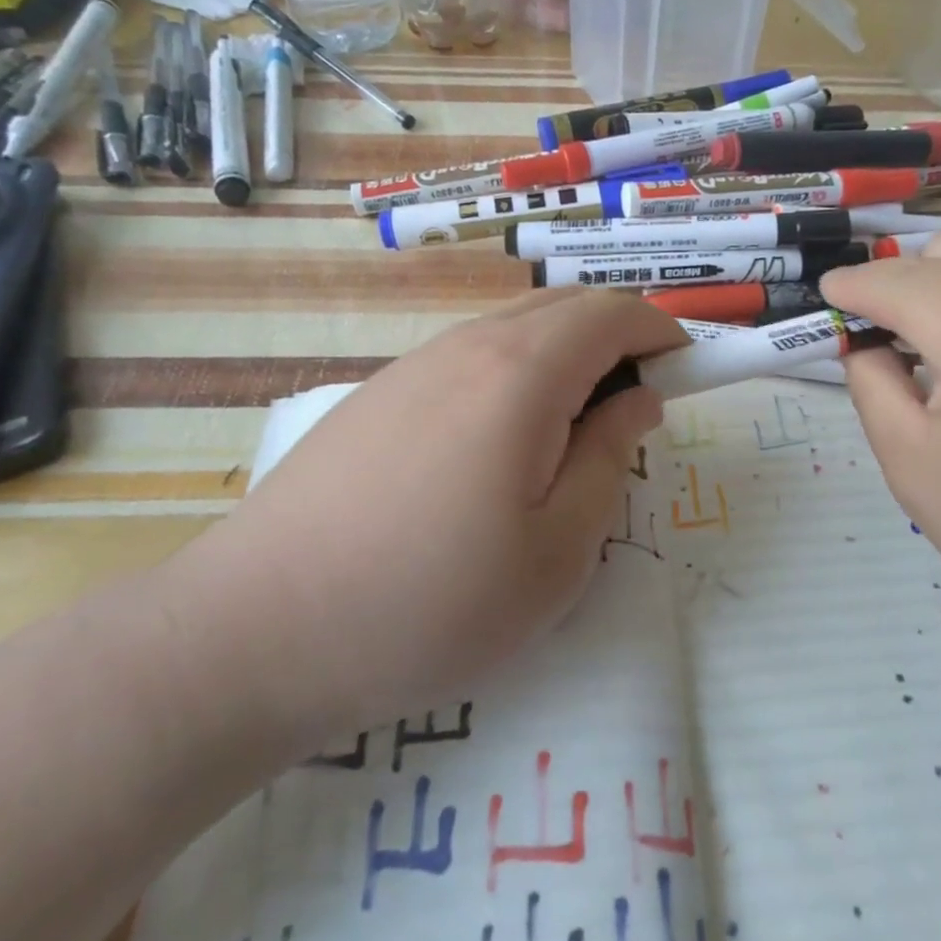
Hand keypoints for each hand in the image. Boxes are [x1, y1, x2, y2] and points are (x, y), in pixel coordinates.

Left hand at [167, 290, 688, 748]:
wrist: (255, 631)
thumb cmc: (429, 602)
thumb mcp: (557, 551)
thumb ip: (610, 459)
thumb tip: (639, 402)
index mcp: (521, 371)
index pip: (613, 312)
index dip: (662, 332)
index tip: (686, 376)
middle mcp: (467, 344)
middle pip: (565, 308)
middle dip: (618, 341)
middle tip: (636, 412)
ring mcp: (415, 363)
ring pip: (516, 330)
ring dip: (566, 359)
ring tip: (572, 437)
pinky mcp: (380, 391)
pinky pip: (472, 358)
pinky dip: (516, 376)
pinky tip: (499, 449)